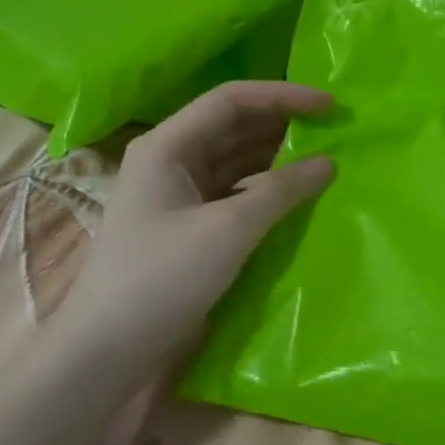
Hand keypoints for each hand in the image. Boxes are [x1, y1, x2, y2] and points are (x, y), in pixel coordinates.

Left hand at [57, 81, 334, 364]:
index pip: (231, 101)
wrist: (110, 347)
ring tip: (323, 159)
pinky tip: (296, 197)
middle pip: (233, 126)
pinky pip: (233, 192)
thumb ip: (281, 191)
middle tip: (334, 131)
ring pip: (236, 160)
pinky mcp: (188, 225)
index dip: (283, 96)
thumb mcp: (228, 229)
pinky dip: (266, 190)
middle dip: (283, 124)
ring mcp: (178, 194)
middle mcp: (170, 160)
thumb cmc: (162, 277)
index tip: (329, 106)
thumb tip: (328, 164)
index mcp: (167, 145)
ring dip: (277, 158)